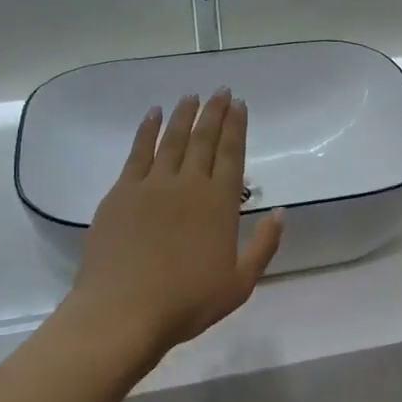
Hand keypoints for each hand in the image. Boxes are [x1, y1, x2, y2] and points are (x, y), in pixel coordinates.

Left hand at [70, 91, 285, 359]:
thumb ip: (263, 245)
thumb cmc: (187, 302)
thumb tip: (280, 212)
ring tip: (191, 96)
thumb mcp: (240, 283)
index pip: (232, 155)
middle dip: (214, 113)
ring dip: (183, 115)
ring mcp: (152, 185)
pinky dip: (146, 130)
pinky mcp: (121, 193)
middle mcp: (188, 184)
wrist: (123, 311)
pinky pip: (137, 152)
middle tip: (221, 90)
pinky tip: (152, 115)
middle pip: (203, 140)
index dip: (236, 127)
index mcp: (219, 204)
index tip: (240, 105)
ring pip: (171, 140)